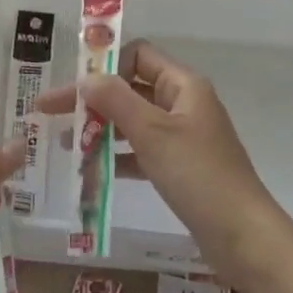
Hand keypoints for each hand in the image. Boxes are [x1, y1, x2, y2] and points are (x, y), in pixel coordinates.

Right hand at [38, 40, 286, 284]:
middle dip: (92, 99)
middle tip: (49, 112)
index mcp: (183, 85)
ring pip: (133, 121)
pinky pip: (141, 151)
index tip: (71, 86)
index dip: (103, 65)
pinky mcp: (180, 167)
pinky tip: (91, 171)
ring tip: (67, 145)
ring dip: (100, 129)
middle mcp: (183, 104)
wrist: (243, 237)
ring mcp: (183, 137)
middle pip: (130, 88)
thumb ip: (116, 100)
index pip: (137, 55)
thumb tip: (85, 78)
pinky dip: (116, 156)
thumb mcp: (152, 132)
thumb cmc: (198, 176)